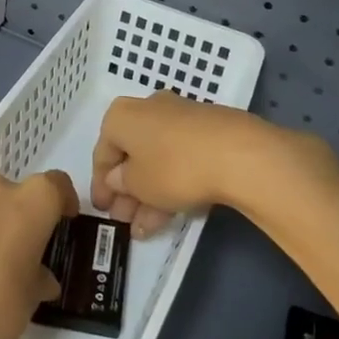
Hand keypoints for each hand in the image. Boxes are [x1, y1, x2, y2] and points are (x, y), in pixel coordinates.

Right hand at [91, 92, 272, 236]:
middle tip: (123, 220)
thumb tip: (117, 177)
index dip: (99, 184)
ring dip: (148, 194)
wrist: (238, 153)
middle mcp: (148, 109)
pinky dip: (171, 184)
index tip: (101, 209)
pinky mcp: (207, 131)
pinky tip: (169, 215)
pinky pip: (179, 159)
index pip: (102, 152)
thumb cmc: (173, 167)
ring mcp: (180, 118)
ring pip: (156, 160)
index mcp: (122, 115)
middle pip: (131, 155)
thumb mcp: (137, 184)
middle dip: (126, 191)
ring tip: (144, 228)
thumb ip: (121, 183)